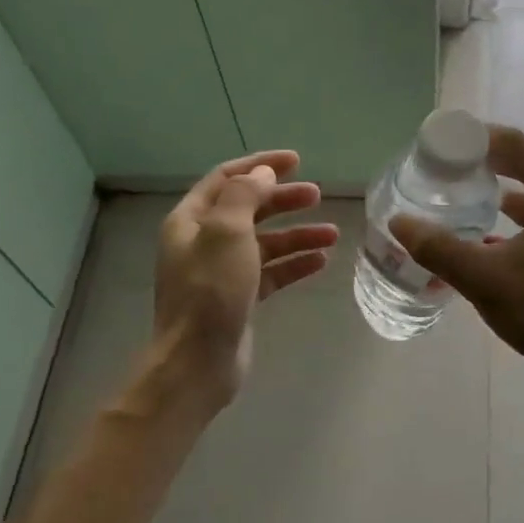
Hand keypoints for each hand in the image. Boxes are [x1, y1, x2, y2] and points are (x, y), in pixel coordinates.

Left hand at [144, 150, 338, 415]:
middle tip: (318, 195)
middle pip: (249, 209)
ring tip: (332, 234)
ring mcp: (221, 272)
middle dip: (283, 200)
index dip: (260, 165)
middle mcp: (203, 241)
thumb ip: (245, 196)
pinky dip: (294, 265)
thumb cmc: (210, 291)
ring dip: (297, 235)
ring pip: (265, 243)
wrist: (197, 362)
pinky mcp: (239, 298)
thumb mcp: (227, 233)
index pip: (227, 178)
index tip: (296, 160)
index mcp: (191, 220)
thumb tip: (262, 174)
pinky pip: (271, 272)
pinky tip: (321, 262)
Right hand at [389, 126, 523, 386]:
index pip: (516, 145)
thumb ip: (439, 249)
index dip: (476, 138)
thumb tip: (399, 222)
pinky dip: (514, 218)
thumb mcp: (485, 280)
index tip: (441, 144)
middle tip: (444, 168)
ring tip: (460, 196)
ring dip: (498, 190)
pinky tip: (485, 236)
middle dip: (483, 162)